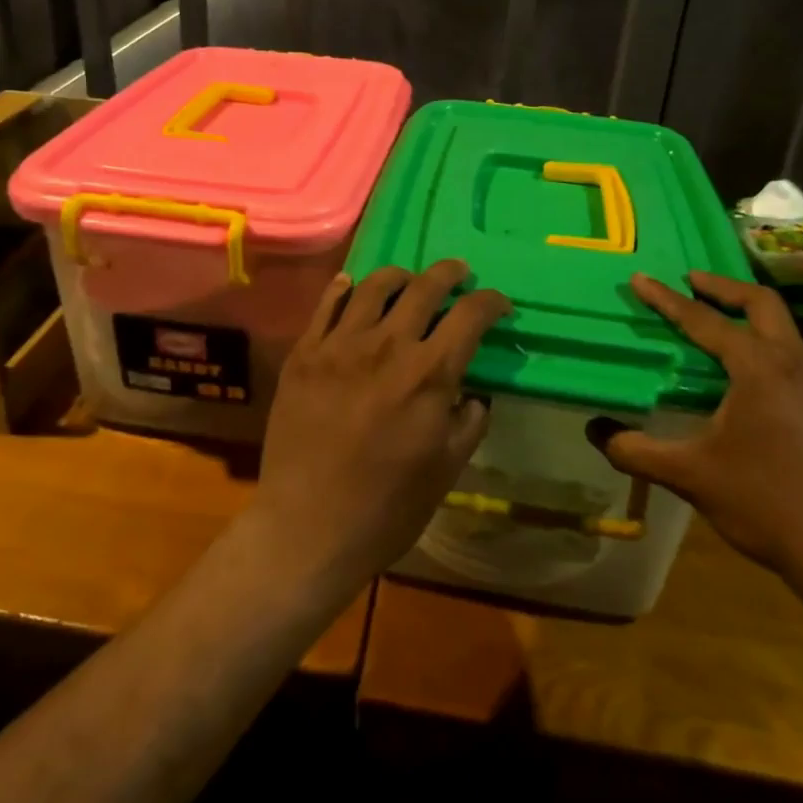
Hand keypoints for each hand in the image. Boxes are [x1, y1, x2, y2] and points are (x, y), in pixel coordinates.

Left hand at [249, 261, 511, 594]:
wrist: (306, 528)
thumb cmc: (385, 509)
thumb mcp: (446, 471)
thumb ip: (468, 423)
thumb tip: (473, 395)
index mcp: (428, 375)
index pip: (470, 316)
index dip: (491, 303)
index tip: (499, 305)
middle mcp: (387, 346)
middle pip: (424, 287)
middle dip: (449, 273)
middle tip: (458, 273)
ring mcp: (339, 345)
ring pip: (374, 286)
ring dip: (399, 276)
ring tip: (407, 280)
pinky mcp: (304, 354)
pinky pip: (326, 305)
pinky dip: (344, 288)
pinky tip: (352, 285)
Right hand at [590, 271, 802, 583]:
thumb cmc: (765, 502)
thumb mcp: (689, 475)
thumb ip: (636, 450)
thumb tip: (595, 431)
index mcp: (759, 368)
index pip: (704, 321)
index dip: (667, 299)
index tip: (640, 278)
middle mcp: (794, 363)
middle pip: (761, 303)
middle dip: (722, 286)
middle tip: (690, 280)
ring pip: (783, 326)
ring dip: (747, 312)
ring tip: (716, 316)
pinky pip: (792, 351)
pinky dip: (764, 339)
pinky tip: (746, 367)